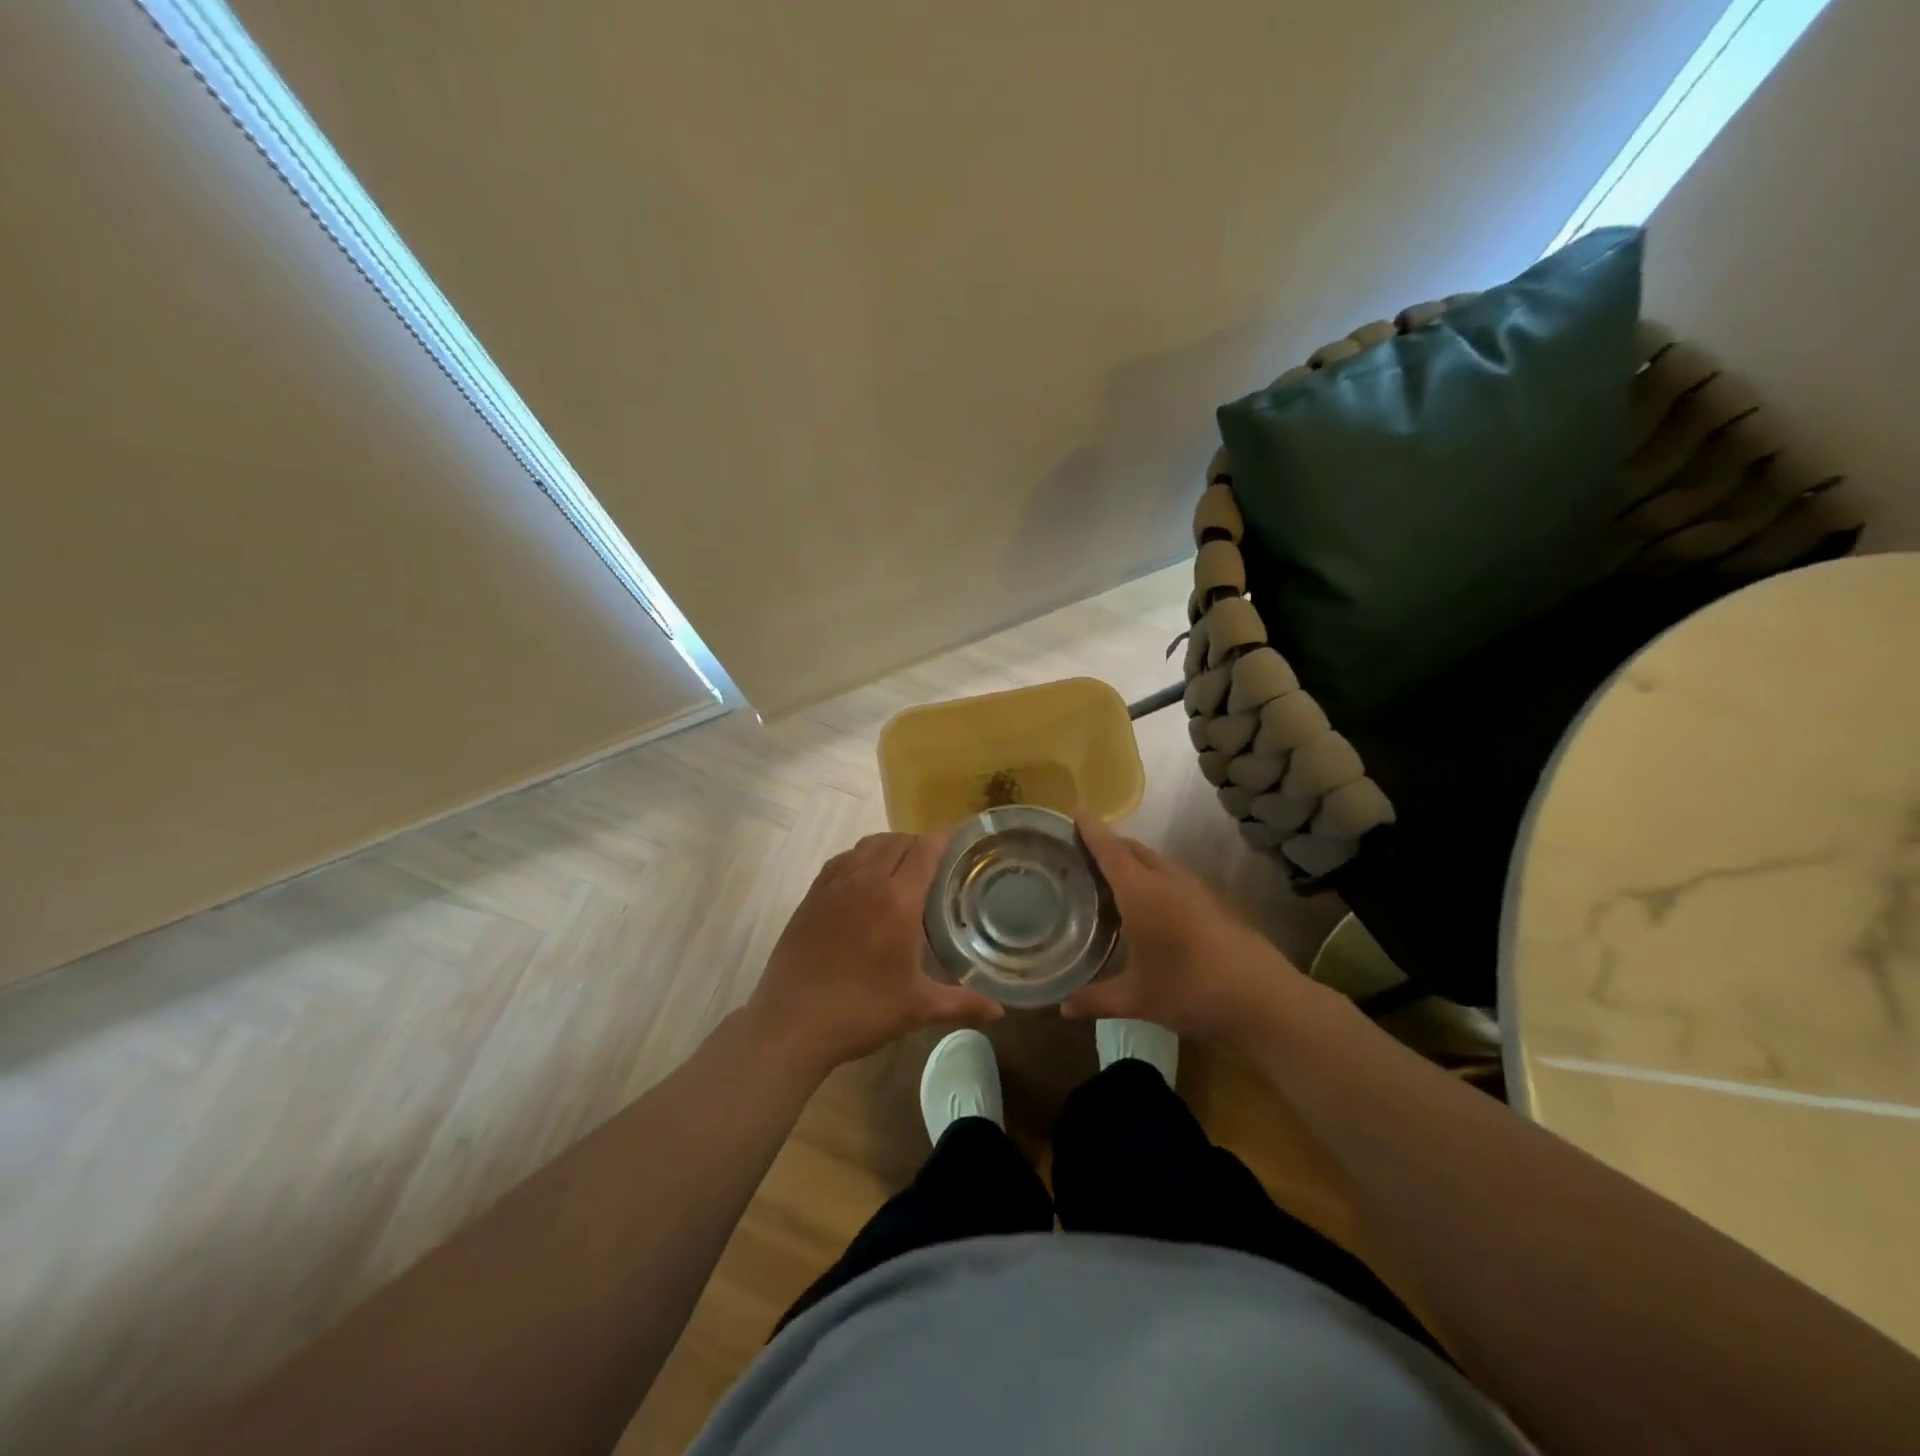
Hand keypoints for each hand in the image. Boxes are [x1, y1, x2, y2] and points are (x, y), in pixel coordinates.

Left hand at [745, 831, 1003, 1078]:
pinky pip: (842, 860)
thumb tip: (999, 1012)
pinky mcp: (812, 896)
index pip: (925, 849)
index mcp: (898, 900)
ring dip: (889, 846)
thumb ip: (962, 1003)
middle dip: (919, 843)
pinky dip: (860, 858)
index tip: (958, 838)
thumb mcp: (917, 1008)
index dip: (944, 837)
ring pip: (867, 845)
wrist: (792, 1022)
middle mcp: (867, 881)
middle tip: (936, 862)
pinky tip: (864, 878)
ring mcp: (834, 885)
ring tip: (902, 865)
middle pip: (898, 842)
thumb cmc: (862, 1011)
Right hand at [1061, 815, 1317, 1052]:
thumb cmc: (1189, 991)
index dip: (1091, 830)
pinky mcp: (1214, 902)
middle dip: (1109, 844)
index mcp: (1141, 893)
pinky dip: (1154, 878)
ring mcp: (1195, 889)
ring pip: (1157, 862)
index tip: (1075, 811)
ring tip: (1112, 877)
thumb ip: (1096, 999)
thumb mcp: (1137, 999)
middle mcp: (1167, 880)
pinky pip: (1174, 877)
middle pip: (1133, 849)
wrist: (1262, 1000)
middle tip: (1083, 852)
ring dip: (1134, 861)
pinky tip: (1150, 904)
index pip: (1110, 850)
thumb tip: (1062, 1007)